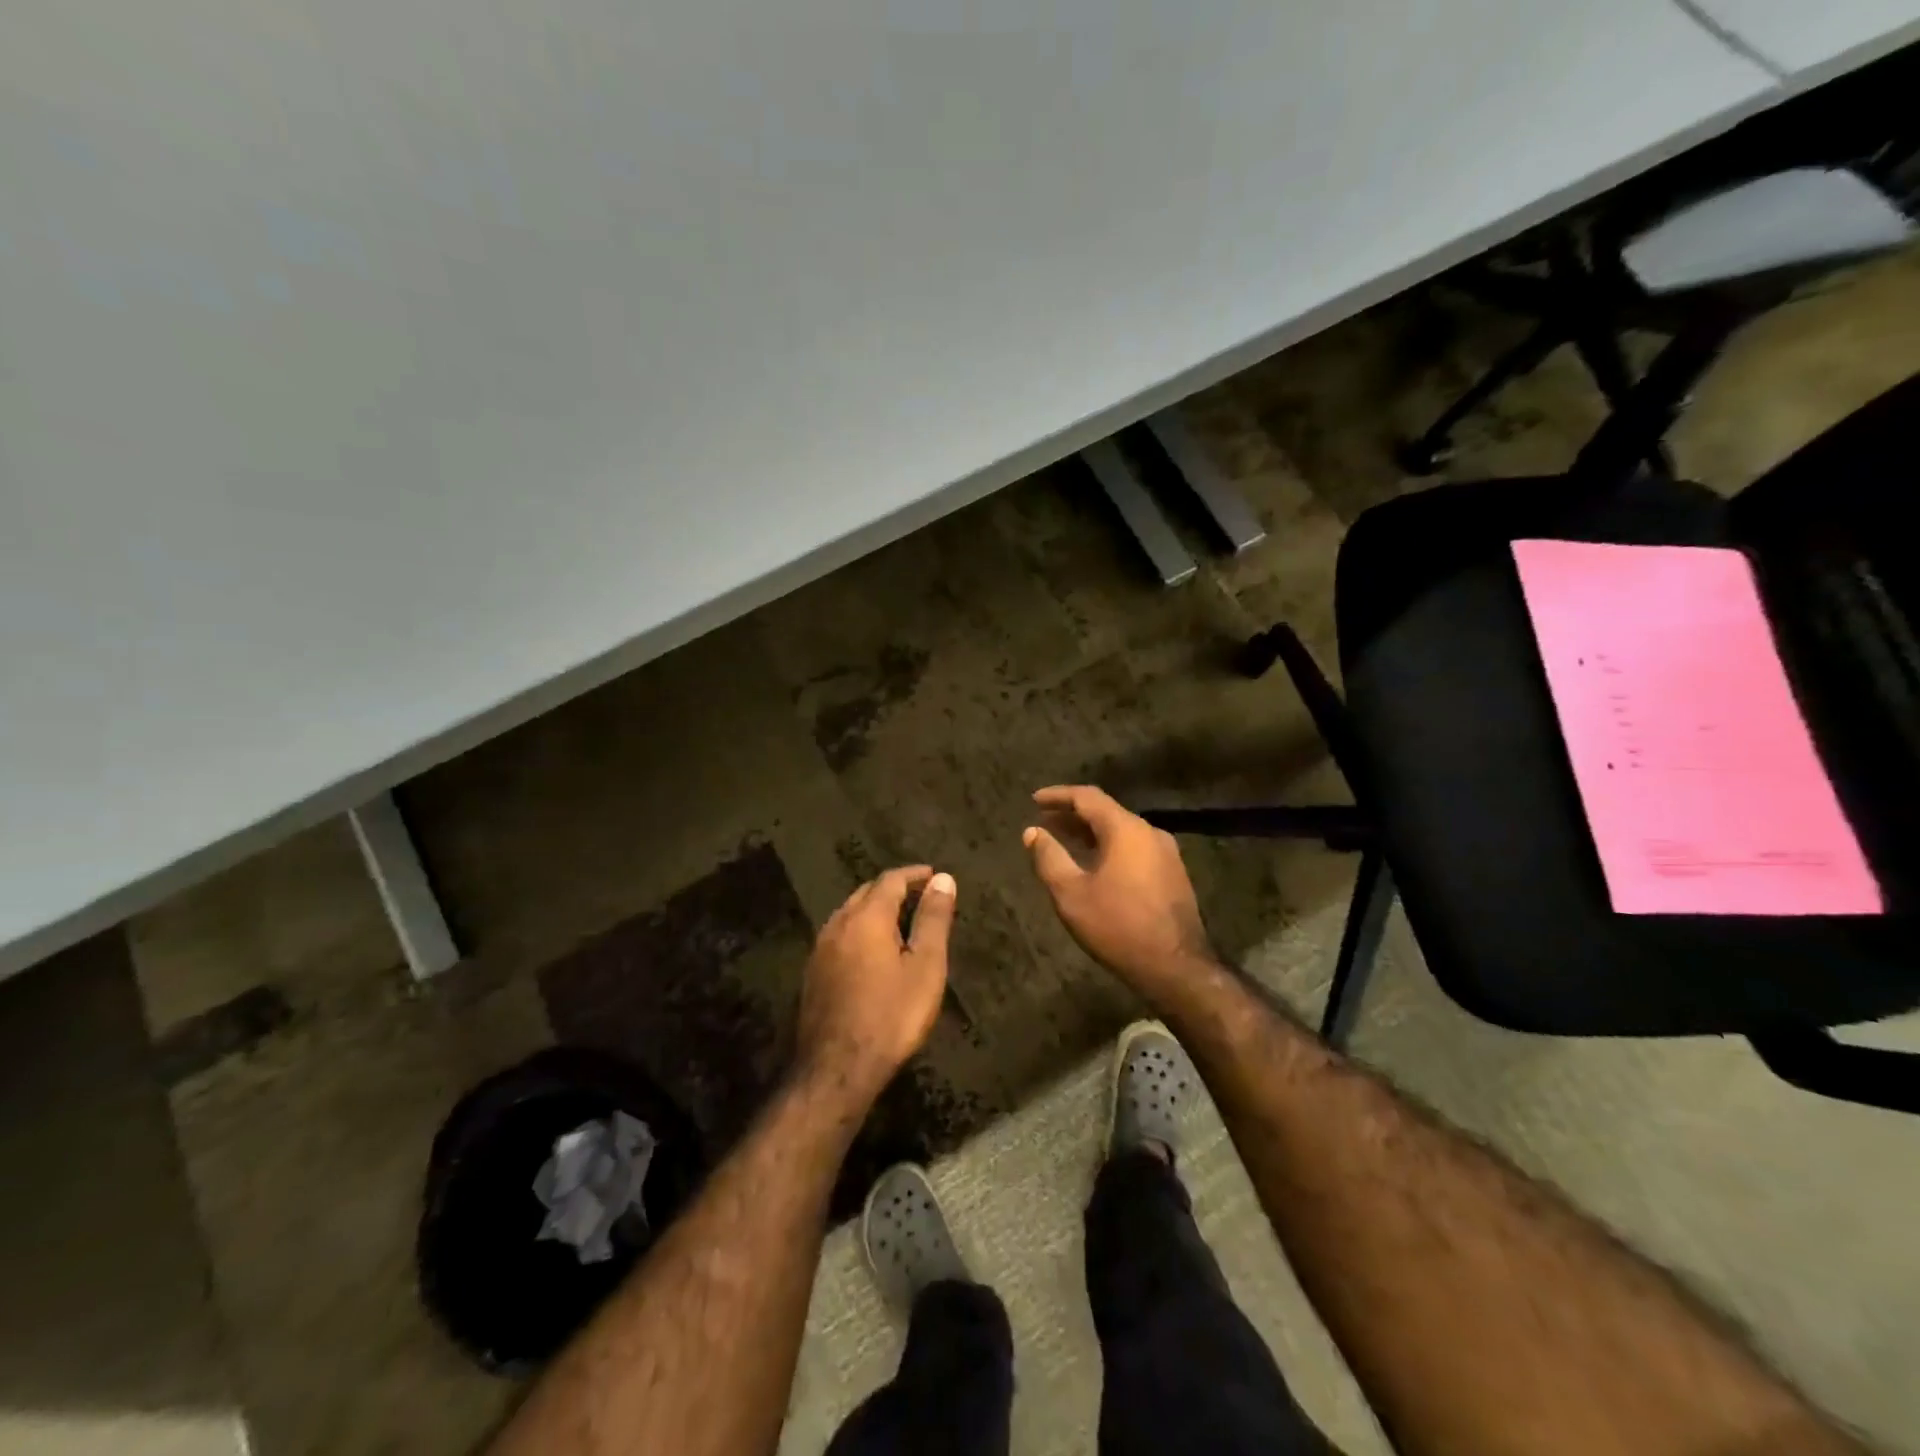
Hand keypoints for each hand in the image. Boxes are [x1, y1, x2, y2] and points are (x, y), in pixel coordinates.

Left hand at [796, 866, 955, 1101]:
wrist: (837, 1068)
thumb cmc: (891, 1015)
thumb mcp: (925, 967)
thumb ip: (933, 920)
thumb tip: (943, 879)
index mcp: (867, 917)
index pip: (891, 880)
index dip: (914, 875)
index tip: (933, 875)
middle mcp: (838, 924)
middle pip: (866, 892)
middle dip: (893, 889)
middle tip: (919, 896)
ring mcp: (820, 949)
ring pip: (849, 913)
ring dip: (874, 909)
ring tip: (899, 921)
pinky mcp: (813, 973)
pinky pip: (840, 935)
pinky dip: (859, 930)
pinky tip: (871, 951)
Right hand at [1023, 786, 1215, 992]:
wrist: (1175, 967)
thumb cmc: (1117, 926)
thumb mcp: (1071, 893)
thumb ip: (1049, 857)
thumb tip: (1033, 832)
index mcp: (1126, 829)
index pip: (1087, 796)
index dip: (1058, 795)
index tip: (1034, 800)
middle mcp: (1149, 832)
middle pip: (1106, 812)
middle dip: (1072, 815)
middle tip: (1044, 821)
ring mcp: (1166, 853)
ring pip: (1121, 831)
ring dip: (1090, 832)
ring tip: (1063, 841)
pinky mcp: (1172, 874)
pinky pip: (1134, 848)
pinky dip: (1109, 847)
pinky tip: (1094, 864)